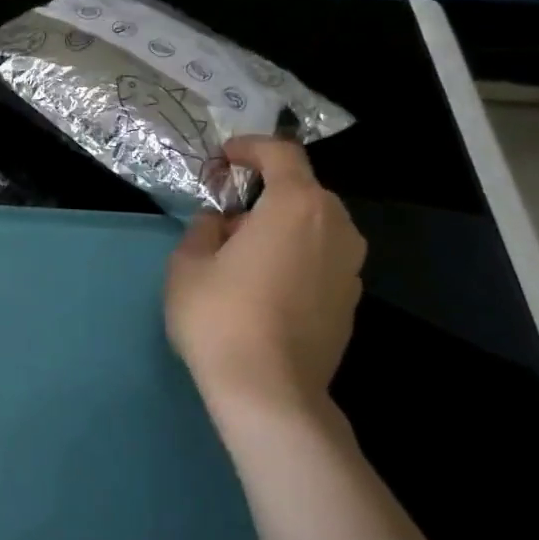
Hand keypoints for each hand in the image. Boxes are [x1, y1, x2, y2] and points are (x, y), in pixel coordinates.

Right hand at [165, 137, 365, 425]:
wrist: (270, 391)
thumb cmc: (220, 316)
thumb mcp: (187, 265)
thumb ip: (202, 230)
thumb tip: (219, 224)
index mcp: (296, 206)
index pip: (281, 154)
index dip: (250, 148)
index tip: (223, 158)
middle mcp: (336, 227)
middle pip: (302, 191)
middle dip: (264, 193)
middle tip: (226, 215)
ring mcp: (351, 267)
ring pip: (315, 227)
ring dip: (281, 227)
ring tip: (244, 254)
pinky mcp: (351, 301)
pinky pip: (322, 260)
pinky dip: (296, 258)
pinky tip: (266, 287)